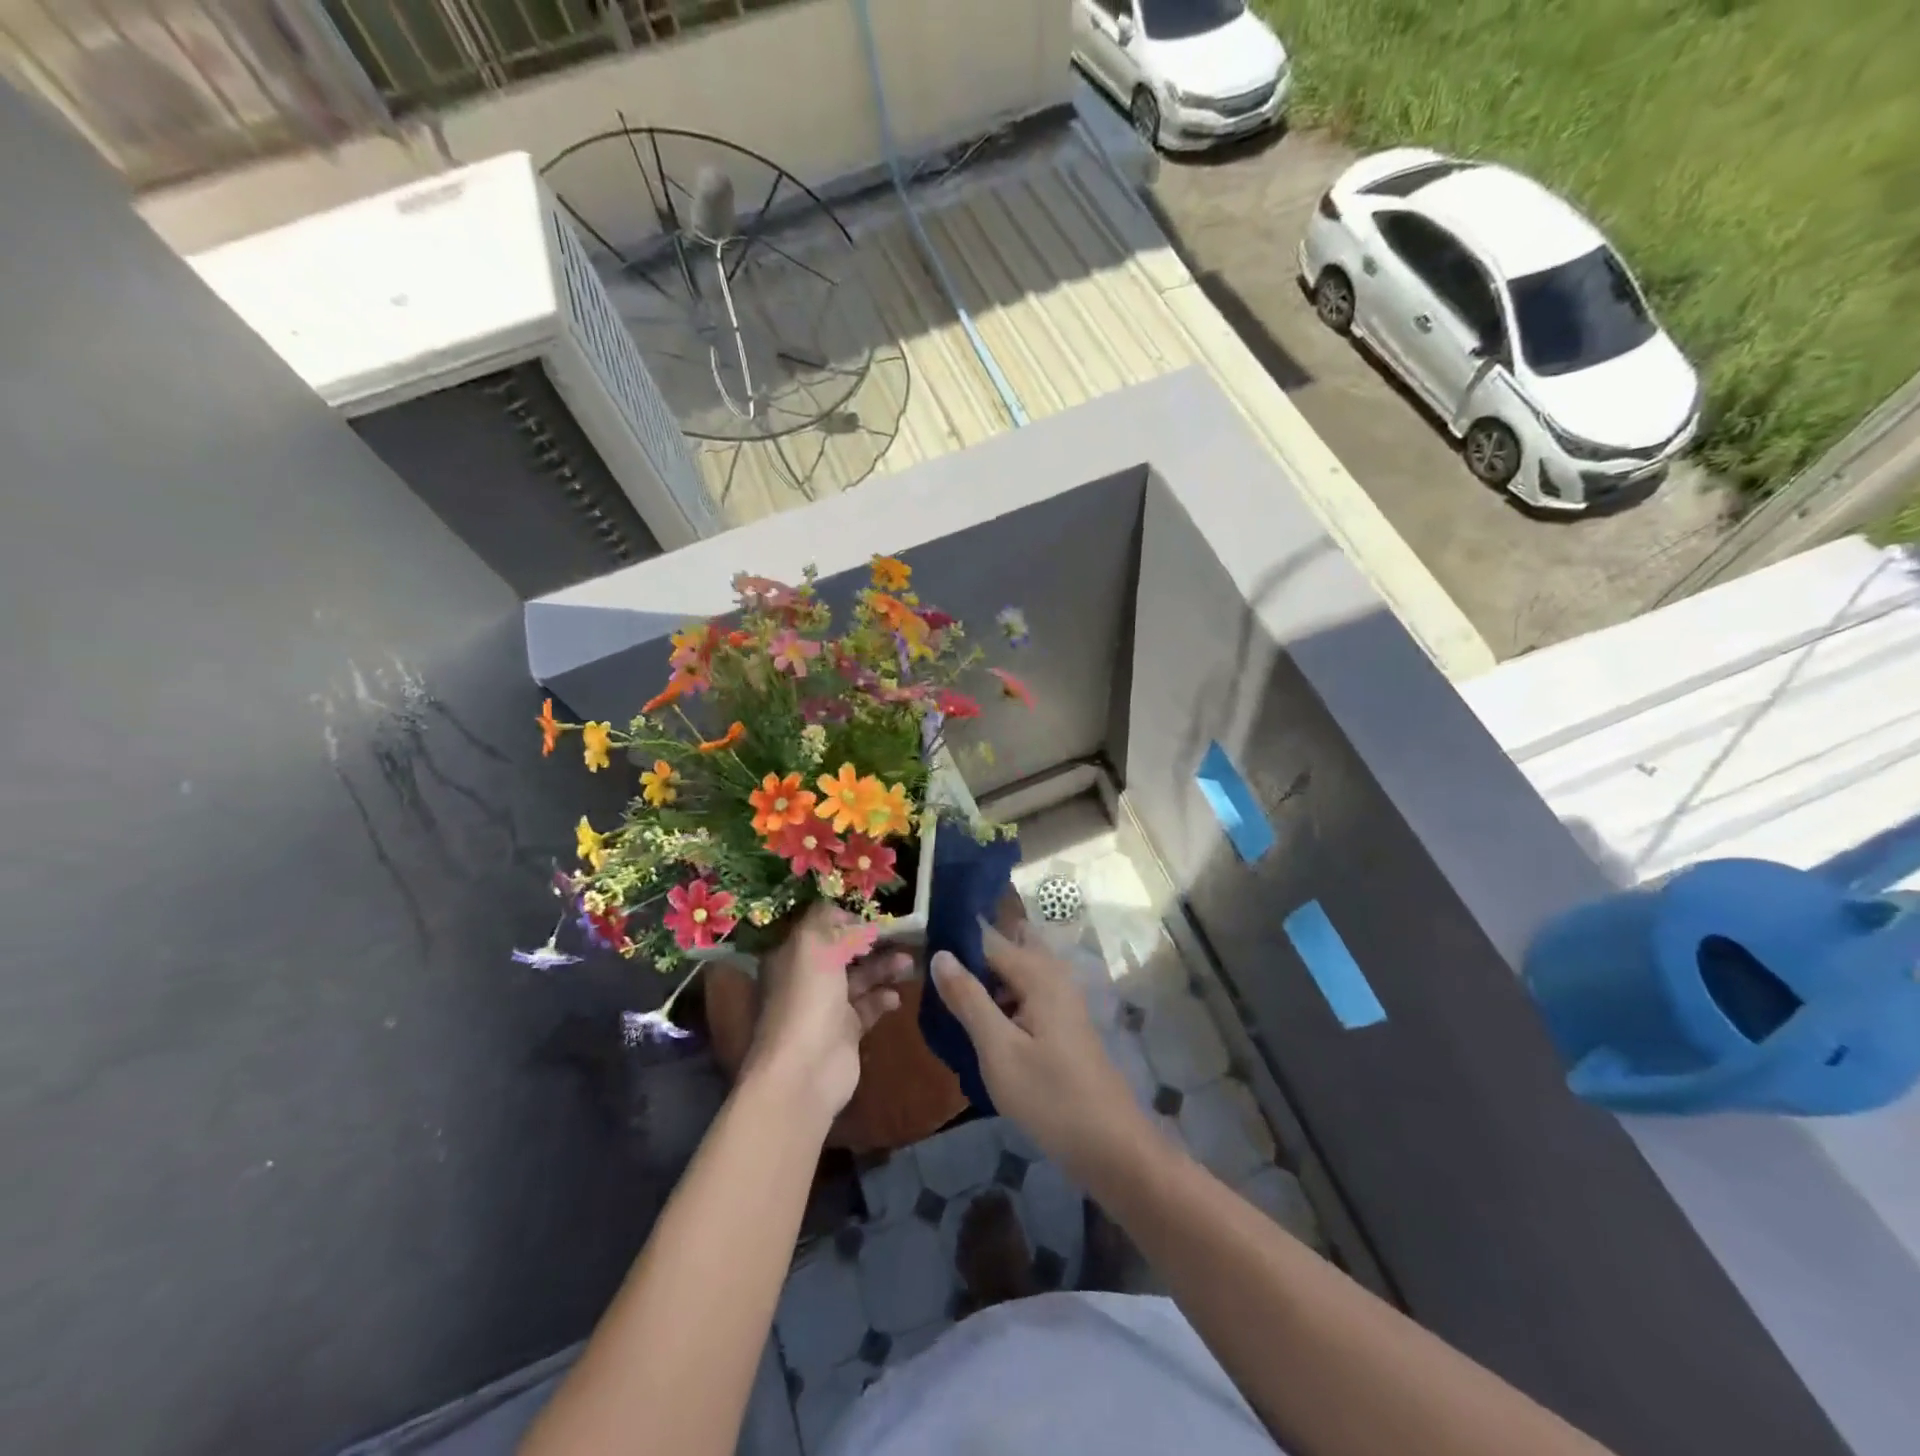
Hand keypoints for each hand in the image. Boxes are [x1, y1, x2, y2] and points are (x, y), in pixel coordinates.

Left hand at [742, 902, 911, 1126]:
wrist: (806, 1070)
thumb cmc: (807, 997)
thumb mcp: (813, 944)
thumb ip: (829, 920)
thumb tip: (848, 916)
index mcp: (791, 955)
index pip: (818, 926)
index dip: (844, 917)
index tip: (872, 913)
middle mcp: (806, 978)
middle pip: (843, 952)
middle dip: (870, 943)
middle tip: (902, 935)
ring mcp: (826, 1007)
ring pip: (859, 979)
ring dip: (883, 968)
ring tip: (908, 963)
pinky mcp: (845, 1032)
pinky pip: (868, 1007)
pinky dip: (883, 999)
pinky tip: (896, 997)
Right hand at [932, 921, 1155, 1180]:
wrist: (1111, 1146)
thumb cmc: (1050, 1097)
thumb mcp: (999, 1050)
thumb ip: (968, 999)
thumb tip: (940, 954)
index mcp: (1038, 973)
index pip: (988, 938)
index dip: (954, 944)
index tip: (919, 956)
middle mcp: (1053, 975)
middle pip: (1004, 951)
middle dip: (971, 960)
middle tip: (935, 985)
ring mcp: (1062, 999)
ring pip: (1014, 975)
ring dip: (985, 984)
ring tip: (948, 1007)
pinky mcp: (1064, 1022)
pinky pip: (1025, 996)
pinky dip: (1002, 1002)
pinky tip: (980, 1028)